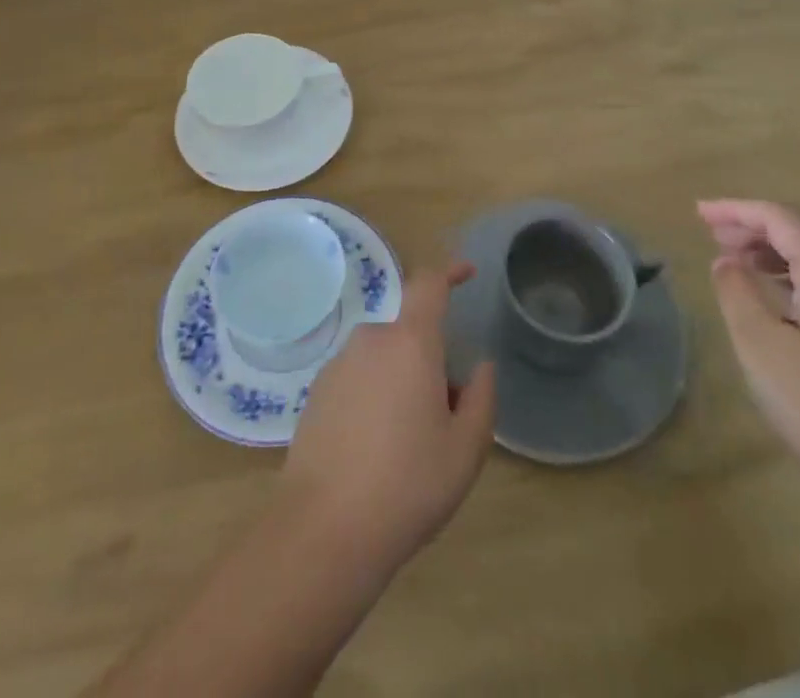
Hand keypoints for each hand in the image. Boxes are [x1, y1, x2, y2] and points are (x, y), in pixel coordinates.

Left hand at [280, 263, 496, 575]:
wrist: (324, 529)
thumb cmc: (407, 484)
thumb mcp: (465, 449)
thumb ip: (481, 398)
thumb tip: (478, 368)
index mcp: (410, 342)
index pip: (429, 283)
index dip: (450, 271)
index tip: (467, 273)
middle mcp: (371, 340)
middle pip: (409, 334)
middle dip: (430, 361)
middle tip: (445, 418)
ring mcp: (338, 364)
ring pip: (384, 360)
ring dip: (402, 383)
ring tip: (410, 447)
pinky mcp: (317, 392)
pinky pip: (359, 379)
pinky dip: (374, 399)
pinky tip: (375, 453)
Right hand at [700, 199, 799, 503]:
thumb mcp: (760, 345)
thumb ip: (736, 292)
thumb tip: (727, 262)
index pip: (782, 218)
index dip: (738, 209)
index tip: (698, 213)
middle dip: (756, 225)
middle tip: (712, 234)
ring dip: (774, 249)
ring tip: (734, 260)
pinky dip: (793, 274)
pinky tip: (772, 296)